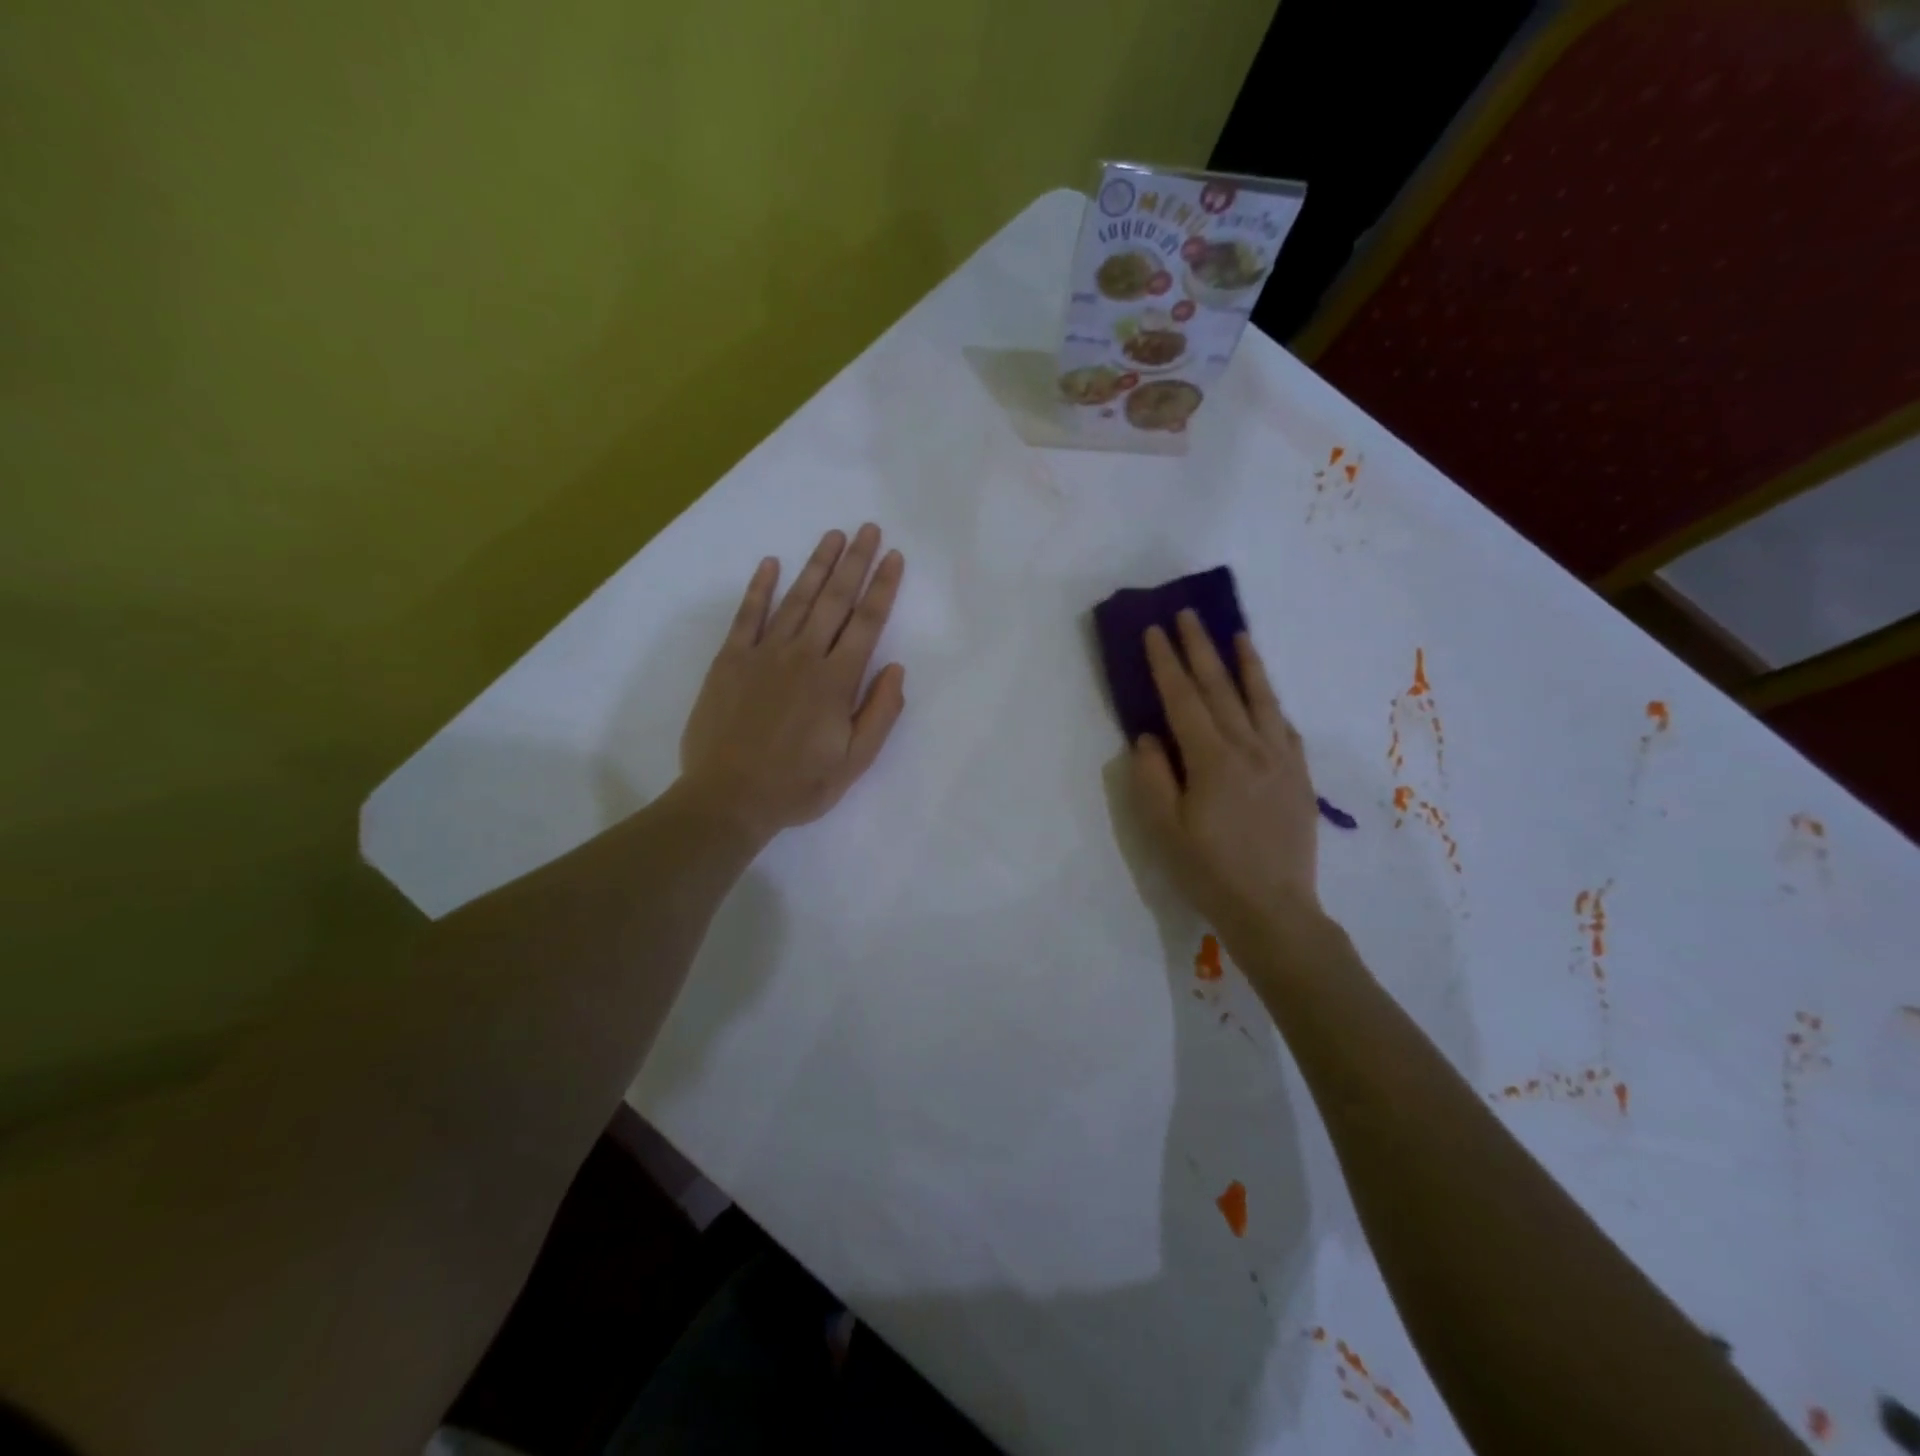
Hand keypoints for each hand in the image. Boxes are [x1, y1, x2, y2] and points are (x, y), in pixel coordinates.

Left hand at [679, 525, 906, 843]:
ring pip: (796, 599)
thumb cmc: (797, 786)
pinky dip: (760, 588)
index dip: (883, 588)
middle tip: (869, 529)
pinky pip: (747, 615)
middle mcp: (803, 657)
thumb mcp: (854, 763)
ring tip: (834, 535)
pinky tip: (771, 563)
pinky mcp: (730, 660)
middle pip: (835, 600)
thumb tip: (896, 669)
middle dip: (855, 562)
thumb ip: (880, 714)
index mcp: (836, 682)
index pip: (867, 623)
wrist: (728, 798)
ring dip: (817, 565)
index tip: (894, 558)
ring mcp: (763, 654)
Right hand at [1130, 612, 1320, 942]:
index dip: (1166, 663)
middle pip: (1221, 688)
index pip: (1183, 699)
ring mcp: (1280, 760)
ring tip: (1236, 634)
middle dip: (1200, 649)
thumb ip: (1153, 777)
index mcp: (1212, 760)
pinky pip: (1285, 727)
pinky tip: (1267, 694)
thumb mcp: (1163, 829)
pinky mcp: (1299, 777)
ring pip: (1261, 699)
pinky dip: (1272, 703)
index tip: (1154, 631)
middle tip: (1187, 615)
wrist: (1274, 909)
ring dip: (1245, 663)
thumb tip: (1149, 737)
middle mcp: (1249, 748)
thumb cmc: (1208, 871)